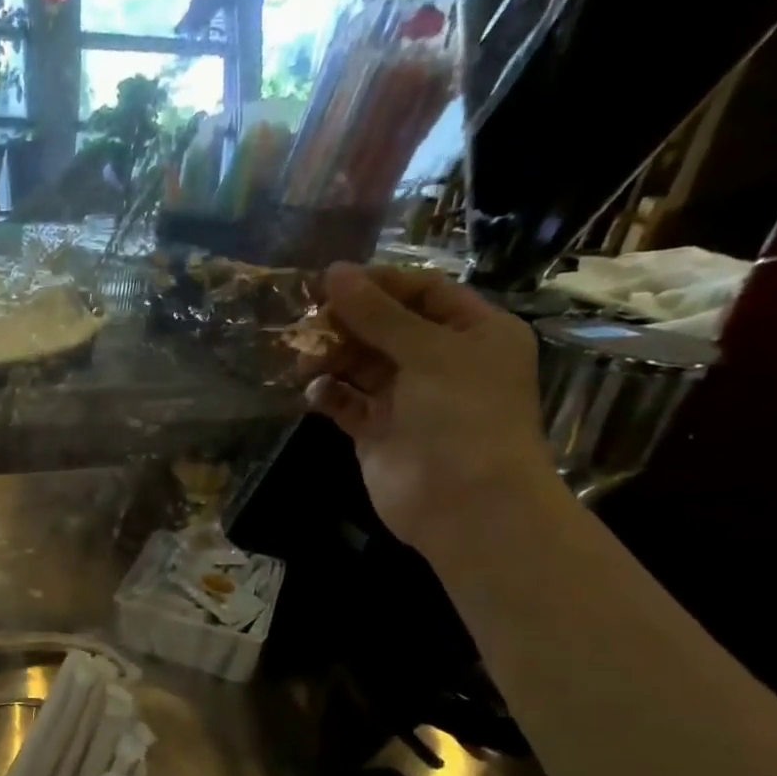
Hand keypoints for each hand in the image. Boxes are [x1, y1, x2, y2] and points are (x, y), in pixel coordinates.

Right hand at [300, 263, 556, 558]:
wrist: (466, 503)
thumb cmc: (463, 415)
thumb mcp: (427, 352)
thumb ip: (377, 313)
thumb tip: (332, 272)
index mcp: (473, 333)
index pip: (422, 292)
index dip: (378, 284)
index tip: (330, 280)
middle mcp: (441, 361)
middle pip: (386, 327)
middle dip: (347, 322)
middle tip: (305, 320)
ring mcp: (408, 399)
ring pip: (361, 364)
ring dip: (331, 357)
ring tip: (303, 358)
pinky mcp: (377, 431)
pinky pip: (346, 402)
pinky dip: (328, 393)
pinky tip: (312, 392)